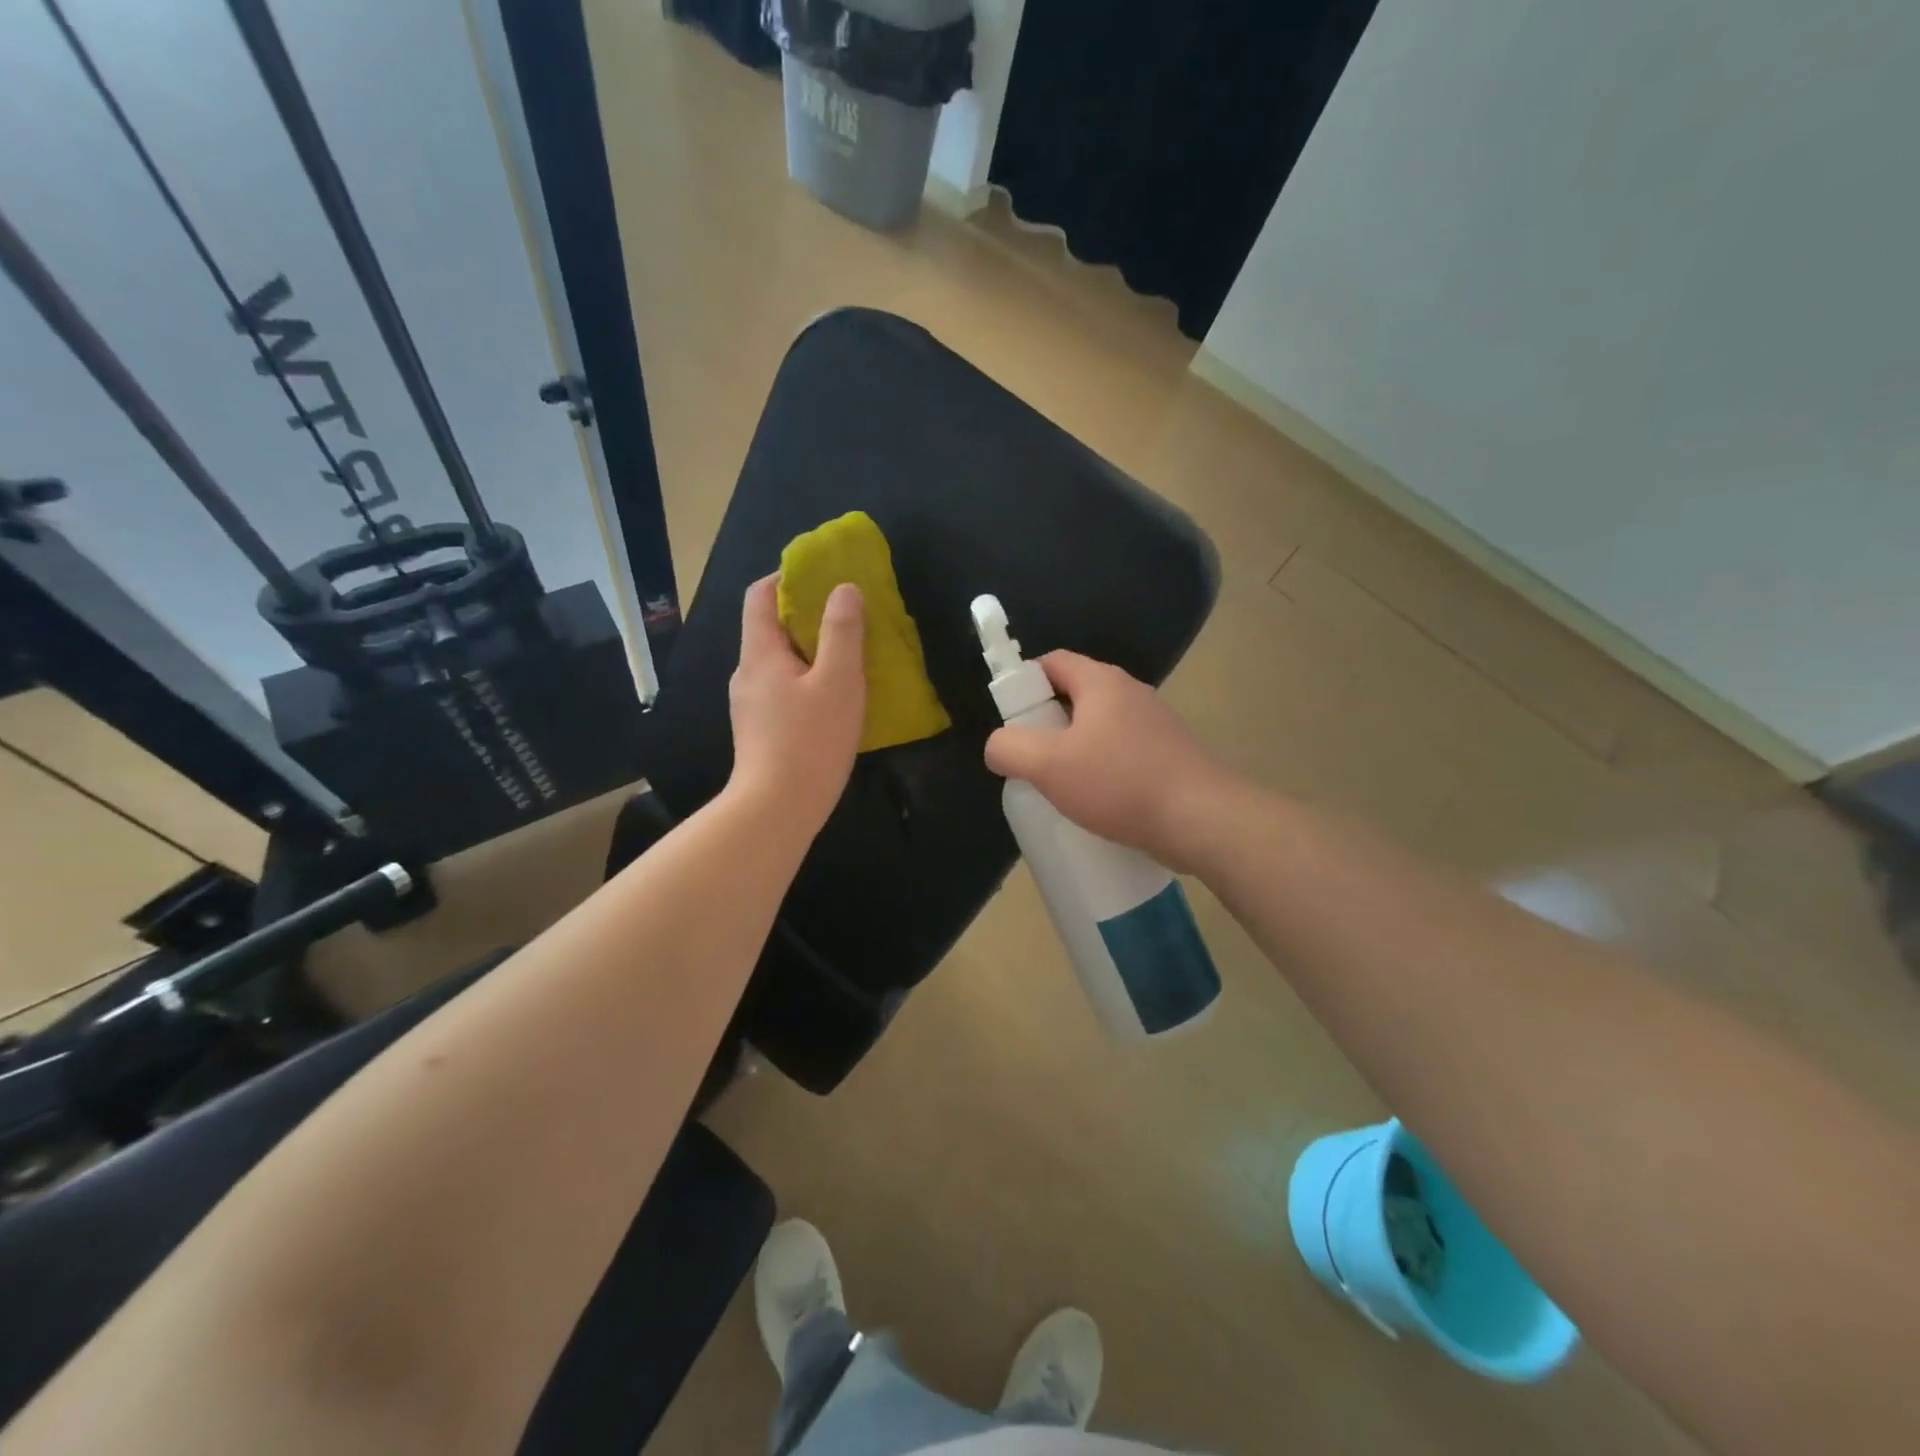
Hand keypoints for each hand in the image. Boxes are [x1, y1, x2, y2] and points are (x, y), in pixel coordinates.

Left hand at [727, 574, 865, 832]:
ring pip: (779, 663)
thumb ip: (842, 631)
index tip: (821, 576)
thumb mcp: (838, 681)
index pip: (760, 596)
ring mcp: (750, 705)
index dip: (787, 577)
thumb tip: (844, 589)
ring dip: (809, 652)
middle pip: (770, 628)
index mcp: (760, 653)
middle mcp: (747, 673)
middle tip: (846, 617)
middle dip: (806, 616)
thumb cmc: (809, 740)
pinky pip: (782, 690)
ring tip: (847, 658)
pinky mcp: (760, 731)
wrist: (776, 809)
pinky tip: (833, 700)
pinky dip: (806, 681)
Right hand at [984, 650, 1229, 870]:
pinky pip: (1123, 752)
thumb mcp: (1048, 766)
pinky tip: (1098, 802)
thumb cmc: (1119, 783)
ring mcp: (1156, 724)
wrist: (1201, 819)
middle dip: (1047, 723)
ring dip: (1076, 750)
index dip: (1025, 683)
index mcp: (1102, 683)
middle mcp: (1132, 693)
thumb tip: (998, 746)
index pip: (1053, 662)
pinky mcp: (1170, 754)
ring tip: (1061, 786)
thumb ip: (1010, 748)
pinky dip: (1104, 768)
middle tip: (1031, 758)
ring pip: (1101, 727)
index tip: (1012, 720)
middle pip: (1076, 695)